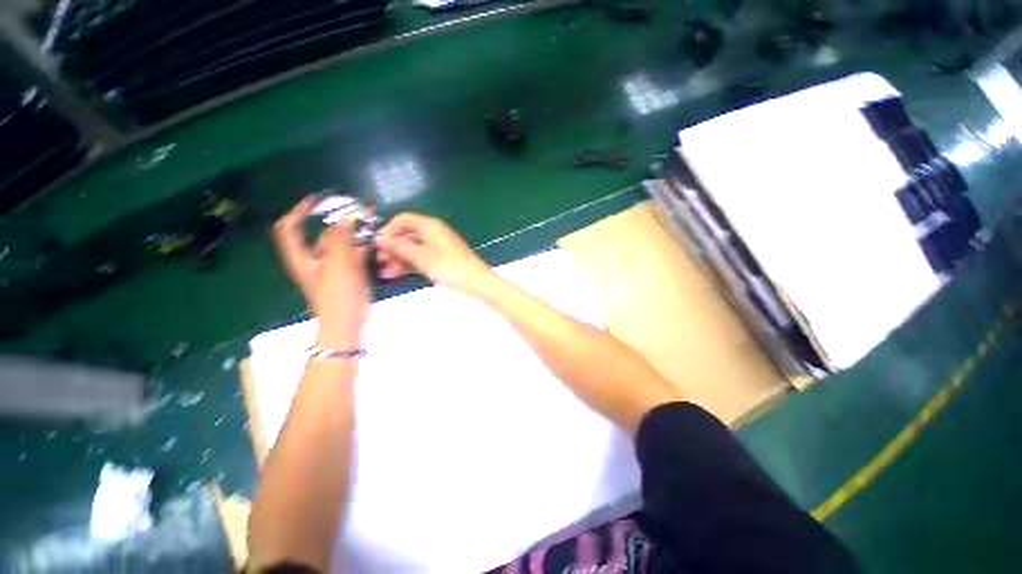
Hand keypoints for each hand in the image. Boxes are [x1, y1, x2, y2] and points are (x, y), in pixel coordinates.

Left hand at [273, 197, 370, 346]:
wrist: (347, 322)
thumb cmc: (337, 293)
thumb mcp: (337, 262)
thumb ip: (340, 237)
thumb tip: (346, 217)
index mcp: (301, 256)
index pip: (289, 227)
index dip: (300, 211)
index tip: (318, 200)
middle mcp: (314, 259)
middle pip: (319, 234)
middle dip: (336, 221)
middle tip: (355, 211)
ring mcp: (331, 268)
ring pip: (340, 244)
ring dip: (352, 233)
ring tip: (368, 223)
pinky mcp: (347, 275)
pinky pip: (352, 255)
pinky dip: (361, 246)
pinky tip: (373, 241)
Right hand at [374, 213, 493, 295]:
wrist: (475, 282)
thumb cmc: (448, 266)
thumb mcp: (421, 256)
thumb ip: (399, 246)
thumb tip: (379, 238)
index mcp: (430, 225)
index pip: (403, 219)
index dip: (388, 229)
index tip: (376, 244)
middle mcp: (433, 233)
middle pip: (407, 235)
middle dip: (391, 247)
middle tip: (378, 261)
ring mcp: (437, 247)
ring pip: (413, 248)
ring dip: (398, 258)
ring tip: (384, 273)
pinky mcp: (440, 259)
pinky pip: (420, 258)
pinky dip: (409, 264)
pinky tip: (396, 275)